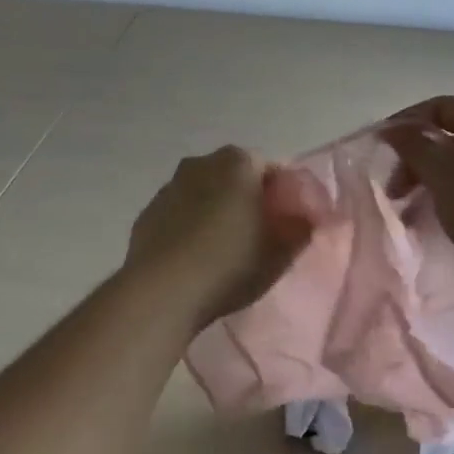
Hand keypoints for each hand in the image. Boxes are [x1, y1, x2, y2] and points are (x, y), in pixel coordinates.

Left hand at [123, 146, 316, 331]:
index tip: (287, 222)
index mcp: (237, 162)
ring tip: (224, 249)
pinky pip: (179, 213)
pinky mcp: (147, 213)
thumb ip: (300, 229)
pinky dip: (189, 226)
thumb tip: (306, 218)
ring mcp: (170, 186)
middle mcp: (201, 163)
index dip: (282, 195)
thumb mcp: (279, 253)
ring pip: (204, 193)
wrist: (162, 291)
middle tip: (259, 234)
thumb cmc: (230, 263)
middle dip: (247, 198)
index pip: (270, 168)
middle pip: (234, 177)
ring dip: (215, 211)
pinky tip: (194, 257)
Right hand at [382, 96, 453, 306]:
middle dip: (414, 159)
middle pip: (447, 137)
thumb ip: (414, 147)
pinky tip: (427, 222)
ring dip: (425, 183)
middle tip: (393, 190)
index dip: (407, 122)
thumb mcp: (445, 175)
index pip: (441, 106)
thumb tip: (392, 129)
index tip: (380, 148)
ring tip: (405, 211)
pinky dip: (444, 200)